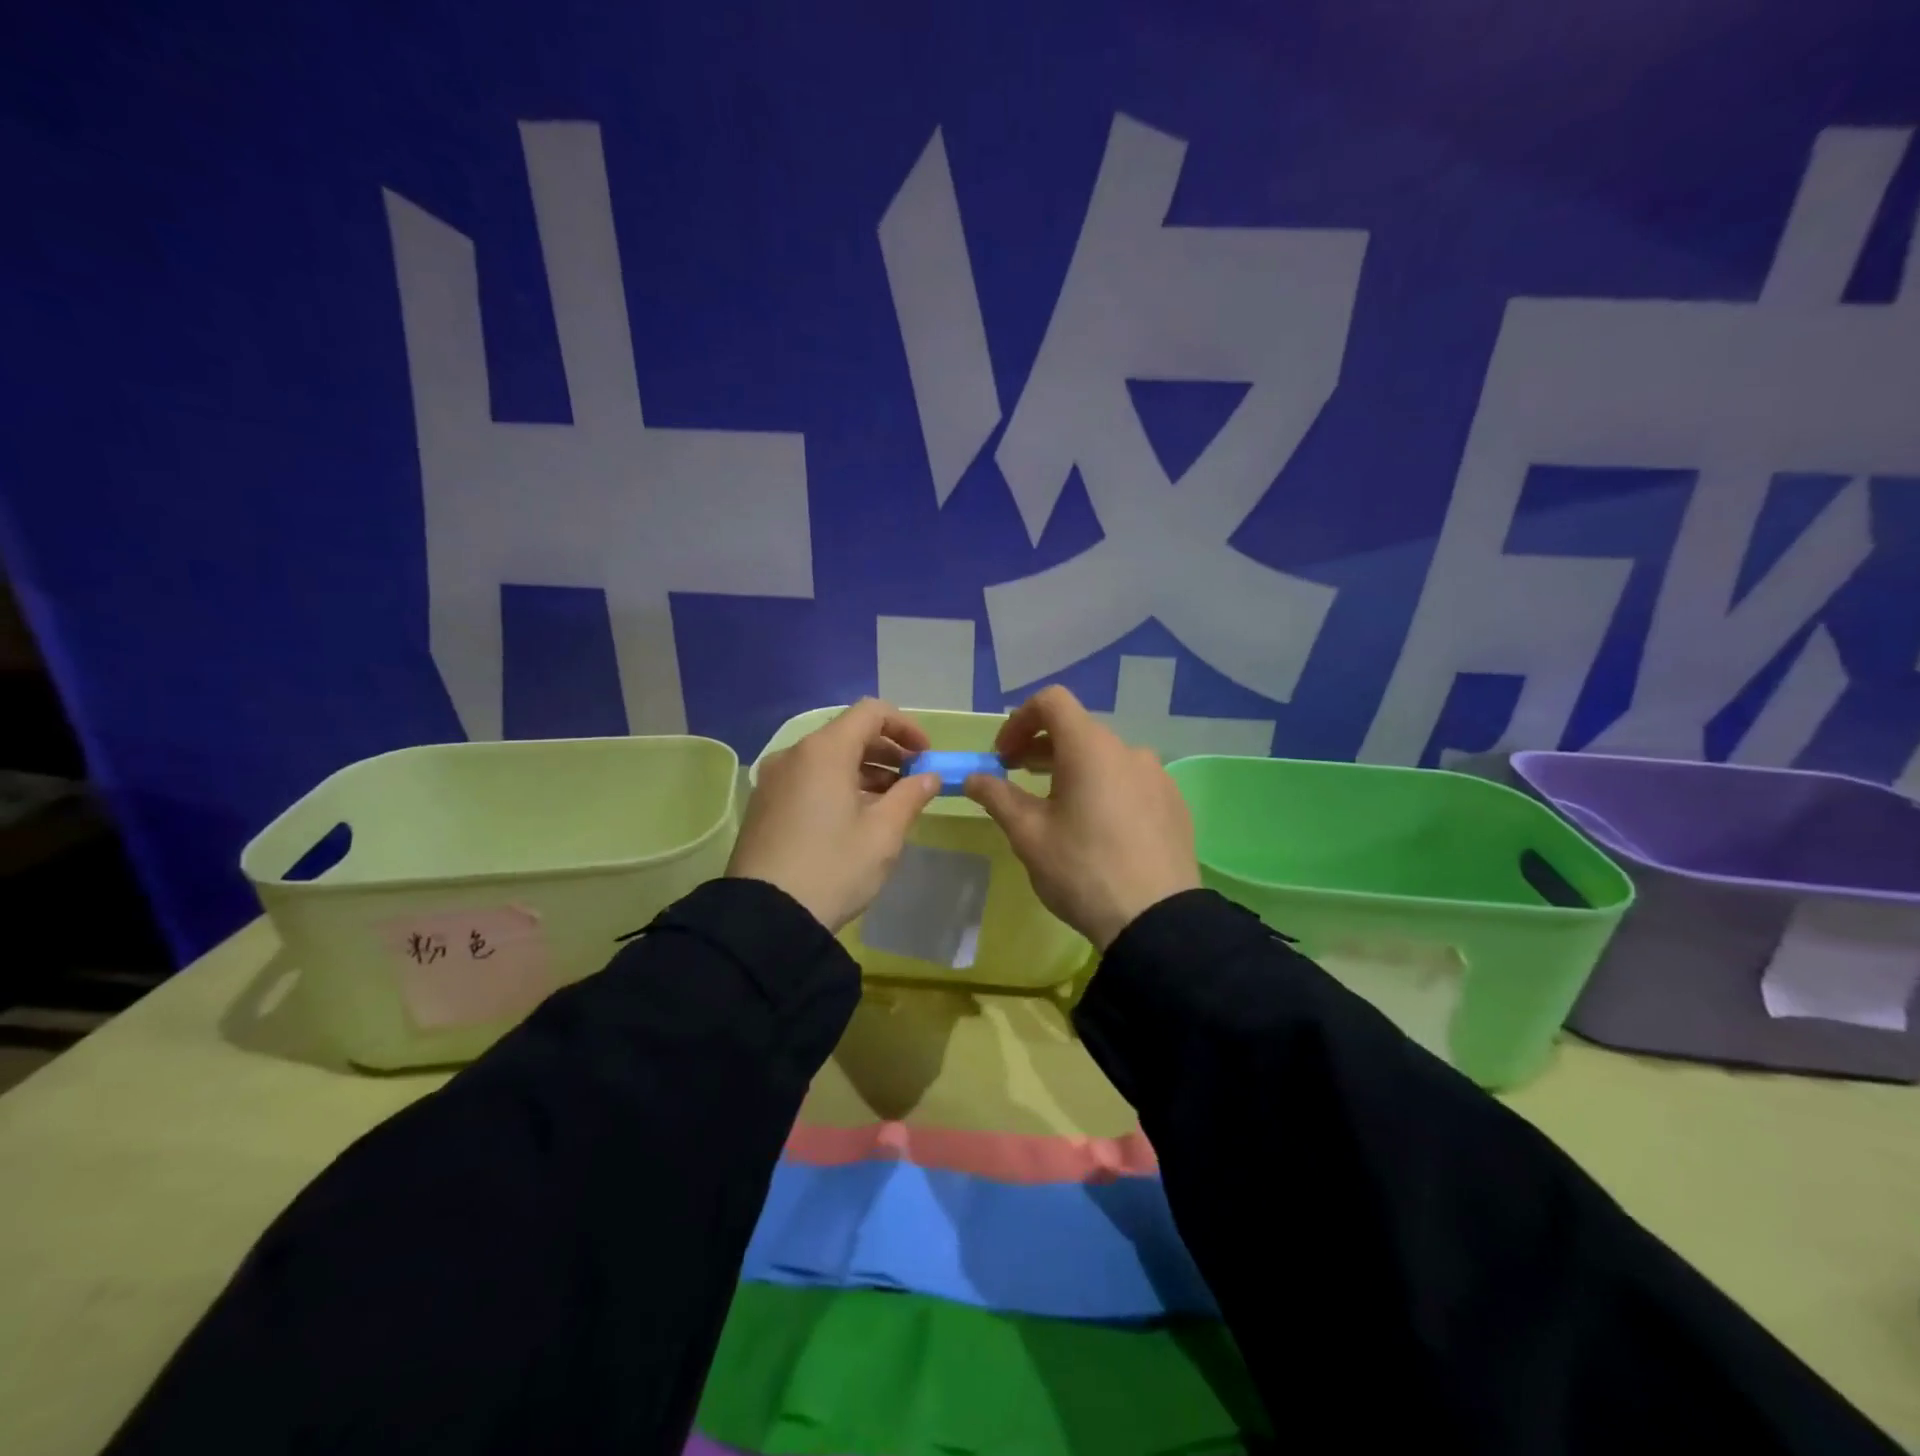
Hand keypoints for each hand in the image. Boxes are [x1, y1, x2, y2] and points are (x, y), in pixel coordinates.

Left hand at [727, 699, 942, 931]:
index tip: (926, 757)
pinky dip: (838, 786)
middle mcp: (794, 755)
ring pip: (827, 759)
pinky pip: (808, 780)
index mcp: (824, 751)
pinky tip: (855, 819)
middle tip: (913, 782)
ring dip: (864, 771)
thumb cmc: (833, 867)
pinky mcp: (764, 806)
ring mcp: (773, 780)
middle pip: (848, 734)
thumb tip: (929, 777)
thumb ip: (910, 796)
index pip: (871, 712)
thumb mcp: (883, 833)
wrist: (765, 917)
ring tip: (890, 804)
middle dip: (887, 752)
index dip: (905, 727)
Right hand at [965, 685, 1200, 949]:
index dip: (1019, 720)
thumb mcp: (1029, 834)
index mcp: (1090, 747)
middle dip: (1041, 747)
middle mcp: (1128, 750)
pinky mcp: (1173, 803)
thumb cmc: (1082, 869)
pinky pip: (1130, 782)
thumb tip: (974, 777)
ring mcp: (1157, 776)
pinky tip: (1097, 828)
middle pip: (1078, 730)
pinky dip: (1104, 788)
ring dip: (1073, 768)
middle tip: (1017, 777)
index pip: (1052, 702)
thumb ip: (998, 796)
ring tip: (1056, 806)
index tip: (1003, 756)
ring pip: (1105, 757)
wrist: (1156, 920)